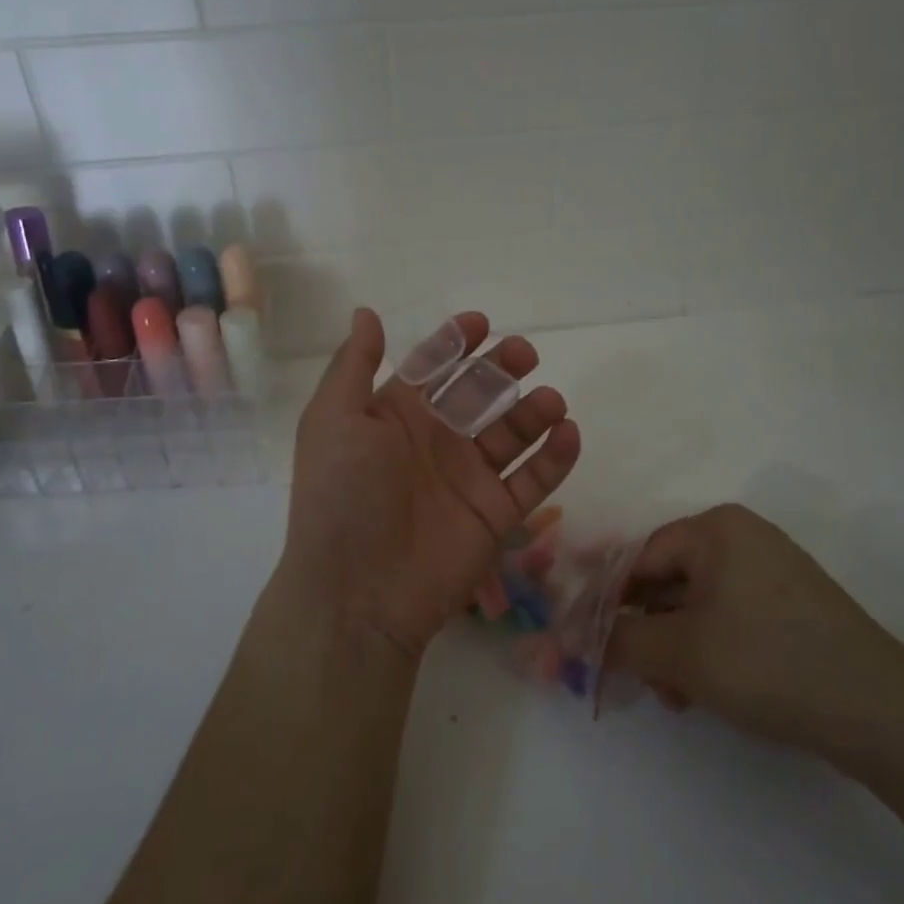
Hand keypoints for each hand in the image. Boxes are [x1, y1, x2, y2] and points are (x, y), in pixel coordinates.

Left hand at [276, 309, 581, 659]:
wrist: (358, 592)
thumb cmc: (342, 495)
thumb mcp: (334, 419)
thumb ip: (354, 364)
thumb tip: (366, 312)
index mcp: (396, 416)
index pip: (433, 368)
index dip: (455, 343)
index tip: (481, 323)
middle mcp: (436, 442)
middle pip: (479, 393)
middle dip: (502, 368)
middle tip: (524, 353)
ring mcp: (469, 479)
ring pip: (512, 433)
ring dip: (535, 411)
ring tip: (551, 400)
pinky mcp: (497, 515)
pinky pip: (534, 480)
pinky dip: (556, 457)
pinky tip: (569, 433)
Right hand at [606, 506, 903, 803]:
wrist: (881, 712)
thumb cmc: (768, 662)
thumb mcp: (681, 653)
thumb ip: (617, 641)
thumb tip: (566, 638)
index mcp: (715, 529)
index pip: (638, 556)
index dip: (605, 600)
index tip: (583, 639)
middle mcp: (741, 538)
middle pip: (666, 581)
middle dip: (643, 632)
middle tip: (631, 676)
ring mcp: (769, 570)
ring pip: (695, 604)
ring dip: (672, 649)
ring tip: (672, 696)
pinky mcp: (788, 605)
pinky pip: (726, 617)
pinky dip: (706, 650)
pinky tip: (702, 692)